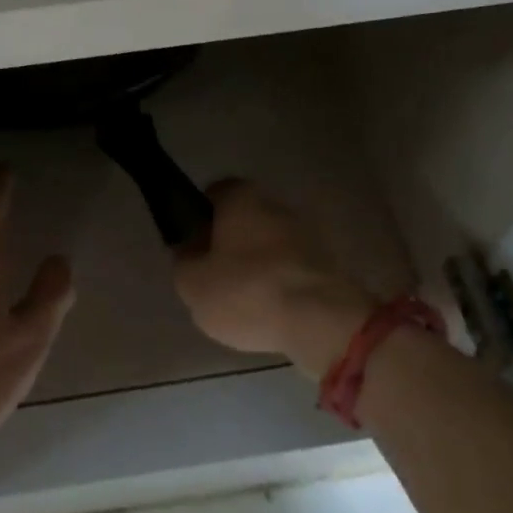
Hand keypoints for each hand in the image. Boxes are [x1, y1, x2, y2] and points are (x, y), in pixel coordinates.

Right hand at [173, 179, 371, 378]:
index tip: (194, 244)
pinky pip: (292, 268)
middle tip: (215, 275)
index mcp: (242, 198)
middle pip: (245, 218)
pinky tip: (271, 310)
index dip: (201, 216)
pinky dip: (280, 282)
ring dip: (257, 264)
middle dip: (231, 241)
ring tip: (244, 300)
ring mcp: (307, 233)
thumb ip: (184, 263)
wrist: (321, 321)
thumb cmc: (247, 292)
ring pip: (270, 243)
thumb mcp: (193, 284)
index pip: (215, 192)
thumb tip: (190, 253)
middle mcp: (277, 205)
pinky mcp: (328, 263)